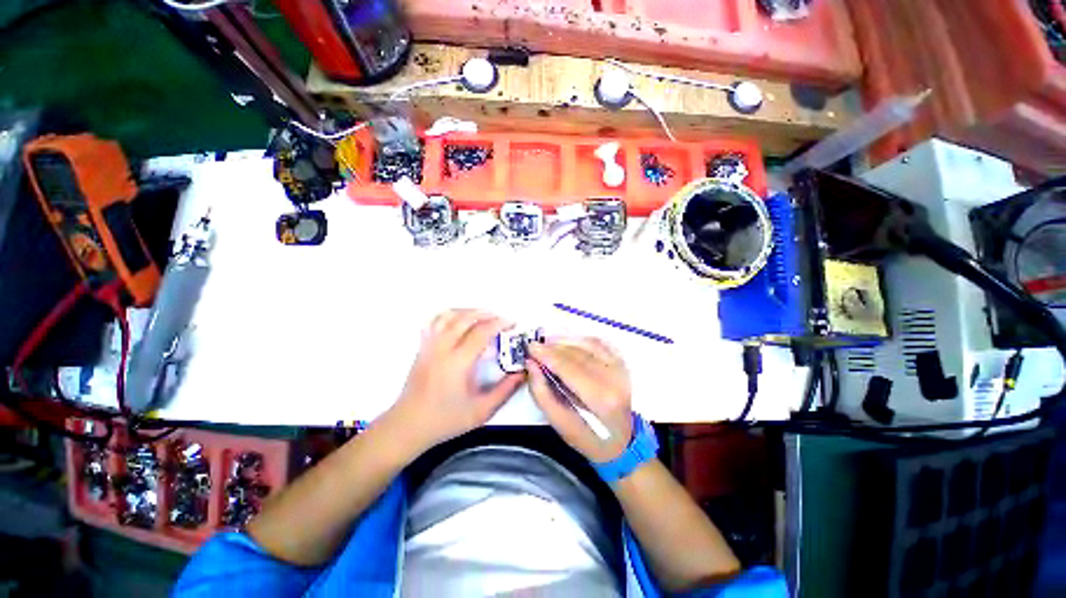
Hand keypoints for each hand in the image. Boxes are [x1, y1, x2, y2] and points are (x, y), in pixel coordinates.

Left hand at [389, 310, 524, 451]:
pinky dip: (449, 314)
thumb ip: (505, 390)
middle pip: (466, 318)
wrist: (408, 426)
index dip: (499, 324)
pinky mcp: (422, 347)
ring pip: (448, 316)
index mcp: (458, 363)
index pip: (481, 332)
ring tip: (483, 315)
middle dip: (487, 314)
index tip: (512, 324)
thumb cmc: (446, 420)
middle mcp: (442, 348)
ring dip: (469, 311)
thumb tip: (522, 372)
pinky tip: (458, 318)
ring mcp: (429, 345)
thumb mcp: (482, 411)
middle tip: (501, 319)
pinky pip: (434, 321)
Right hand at [526, 339, 633, 462]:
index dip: (547, 355)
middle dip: (552, 347)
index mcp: (600, 398)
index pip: (568, 367)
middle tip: (535, 347)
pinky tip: (566, 343)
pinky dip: (579, 339)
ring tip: (547, 344)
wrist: (621, 442)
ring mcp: (620, 368)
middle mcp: (613, 378)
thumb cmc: (588, 437)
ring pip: (587, 344)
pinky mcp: (621, 363)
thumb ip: (541, 392)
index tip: (530, 347)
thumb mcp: (558, 422)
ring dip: (565, 341)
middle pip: (577, 353)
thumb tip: (531, 364)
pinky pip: (598, 342)